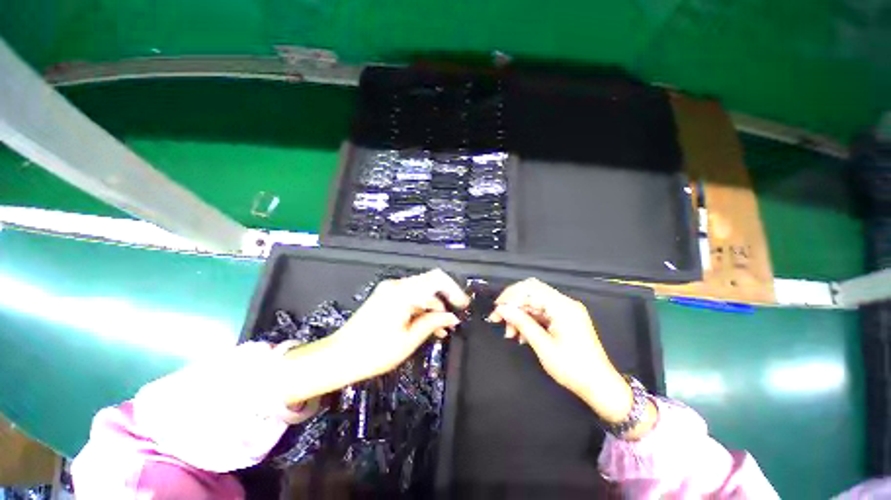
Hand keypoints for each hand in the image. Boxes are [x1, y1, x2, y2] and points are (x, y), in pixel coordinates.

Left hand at [329, 268, 469, 378]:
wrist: (339, 356)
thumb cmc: (375, 352)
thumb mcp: (409, 339)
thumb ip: (433, 323)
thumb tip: (453, 317)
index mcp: (402, 292)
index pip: (437, 278)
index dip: (454, 289)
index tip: (463, 306)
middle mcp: (396, 285)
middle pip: (429, 285)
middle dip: (444, 302)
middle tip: (453, 323)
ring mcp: (389, 290)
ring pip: (420, 292)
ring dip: (433, 308)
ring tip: (441, 330)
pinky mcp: (386, 297)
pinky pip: (410, 297)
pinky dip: (421, 309)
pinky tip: (426, 325)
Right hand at [489, 278, 654, 433]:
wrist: (600, 386)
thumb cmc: (573, 368)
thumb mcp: (543, 346)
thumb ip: (522, 323)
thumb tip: (502, 309)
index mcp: (563, 307)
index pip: (530, 288)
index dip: (510, 296)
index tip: (496, 310)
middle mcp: (565, 303)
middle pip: (531, 292)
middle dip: (513, 304)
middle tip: (498, 319)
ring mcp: (565, 310)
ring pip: (534, 303)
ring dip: (519, 314)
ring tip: (510, 333)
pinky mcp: (564, 318)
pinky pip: (541, 312)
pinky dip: (528, 320)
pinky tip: (521, 335)